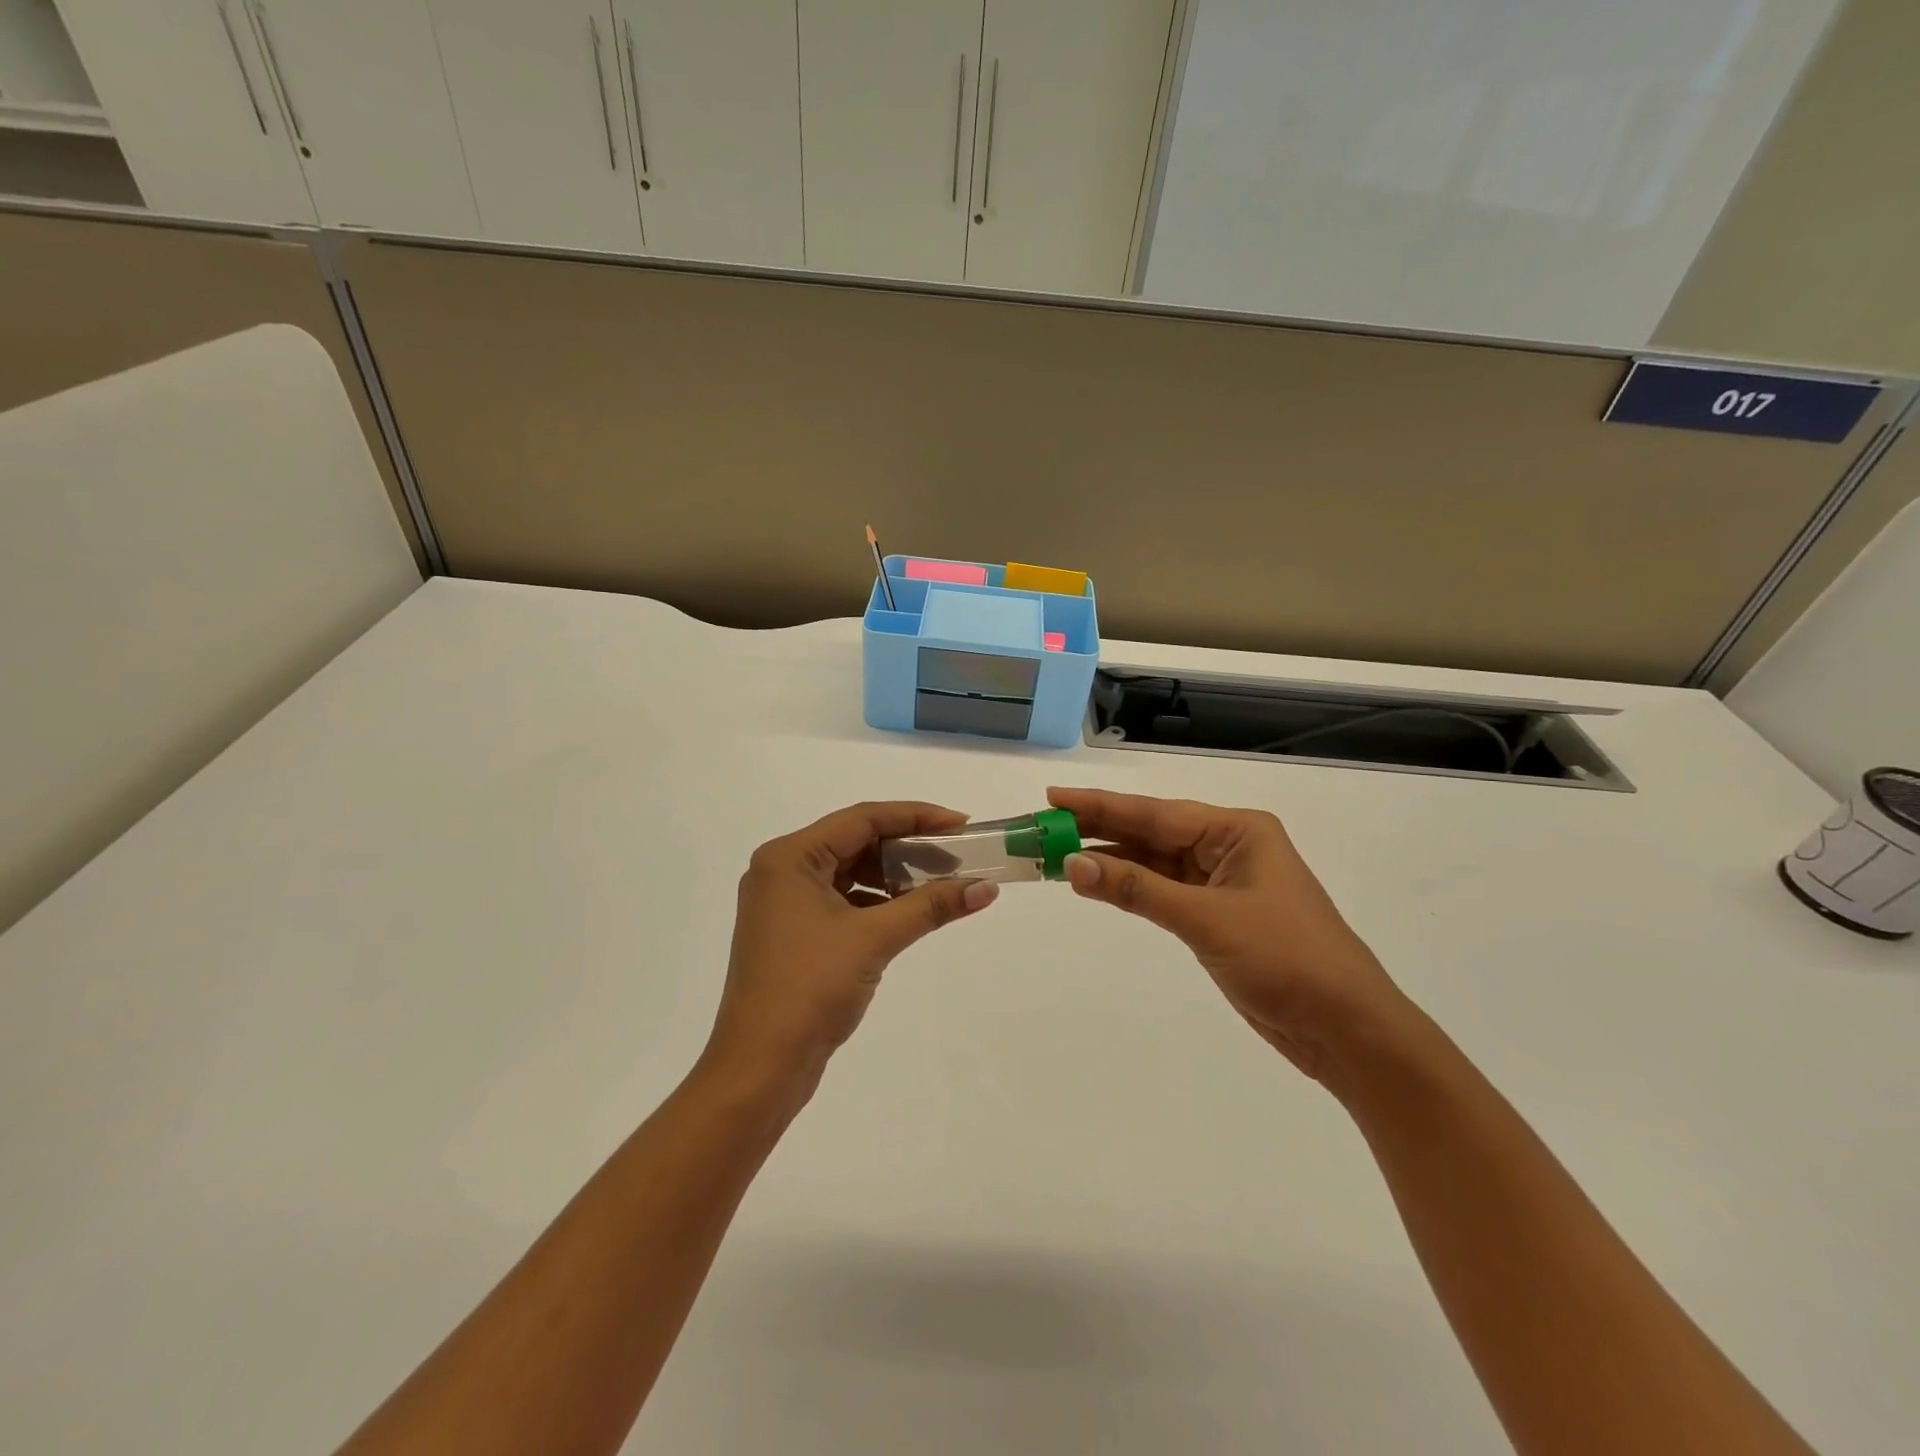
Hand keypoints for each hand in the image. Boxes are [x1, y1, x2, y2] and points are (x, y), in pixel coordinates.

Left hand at [704, 802, 998, 1097]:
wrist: (760, 1068)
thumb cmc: (810, 989)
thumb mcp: (874, 939)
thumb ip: (931, 906)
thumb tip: (986, 887)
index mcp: (789, 857)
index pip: (862, 818)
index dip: (916, 816)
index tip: (961, 824)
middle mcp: (782, 870)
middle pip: (855, 842)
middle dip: (908, 848)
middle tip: (957, 855)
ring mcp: (785, 903)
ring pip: (851, 872)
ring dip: (894, 876)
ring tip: (941, 883)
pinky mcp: (793, 932)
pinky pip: (843, 900)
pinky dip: (877, 902)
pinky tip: (909, 912)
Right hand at [1048, 787, 1407, 1081]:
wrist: (1344, 1029)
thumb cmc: (1285, 960)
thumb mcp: (1207, 919)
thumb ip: (1137, 890)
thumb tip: (1072, 863)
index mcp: (1237, 831)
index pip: (1154, 813)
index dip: (1100, 805)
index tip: (1053, 796)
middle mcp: (1228, 847)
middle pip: (1150, 833)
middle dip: (1098, 829)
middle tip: (1043, 824)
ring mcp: (1221, 882)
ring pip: (1153, 863)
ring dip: (1109, 861)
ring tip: (1056, 853)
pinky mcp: (1215, 916)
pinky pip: (1161, 892)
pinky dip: (1129, 889)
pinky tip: (1095, 884)